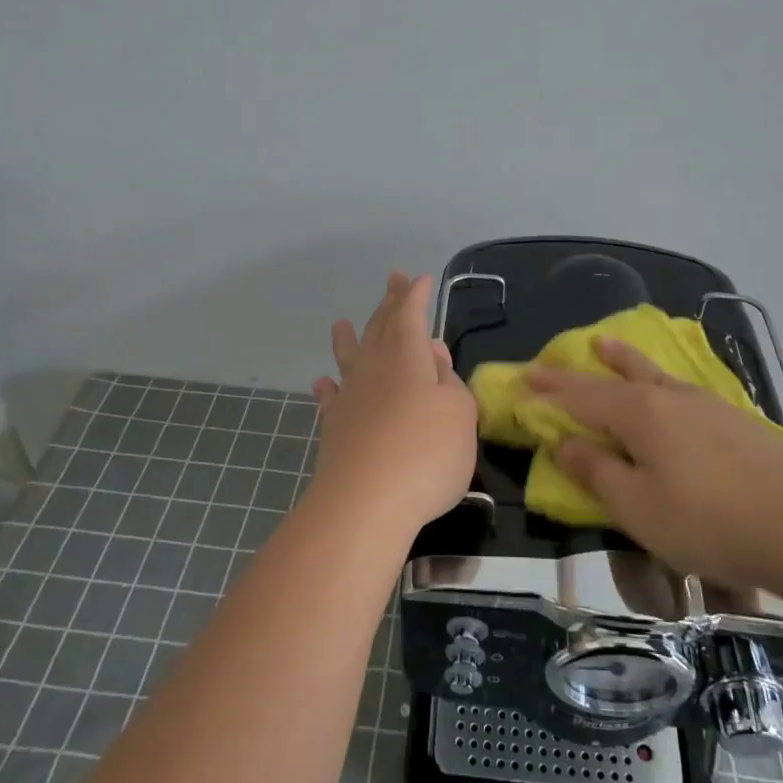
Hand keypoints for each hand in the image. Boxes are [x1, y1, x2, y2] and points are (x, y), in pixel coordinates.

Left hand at [309, 272, 476, 536]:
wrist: (366, 503)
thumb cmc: (426, 452)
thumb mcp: (458, 412)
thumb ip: (448, 379)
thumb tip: (433, 352)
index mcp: (407, 357)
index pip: (409, 315)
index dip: (414, 295)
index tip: (418, 279)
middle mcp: (374, 368)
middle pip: (380, 327)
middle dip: (388, 303)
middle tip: (391, 280)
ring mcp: (350, 397)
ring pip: (349, 357)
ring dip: (348, 339)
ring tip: (340, 323)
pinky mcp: (335, 428)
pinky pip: (330, 398)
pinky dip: (328, 387)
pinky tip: (323, 383)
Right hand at [525, 337, 782, 588]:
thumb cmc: (707, 520)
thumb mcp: (637, 507)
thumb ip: (596, 472)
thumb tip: (564, 443)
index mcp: (638, 414)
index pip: (581, 396)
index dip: (549, 389)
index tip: (522, 379)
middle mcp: (668, 397)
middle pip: (613, 378)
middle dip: (577, 372)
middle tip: (550, 361)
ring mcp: (705, 404)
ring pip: (652, 374)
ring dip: (623, 360)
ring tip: (606, 344)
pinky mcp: (734, 420)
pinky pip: (680, 388)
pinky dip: (658, 379)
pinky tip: (667, 388)